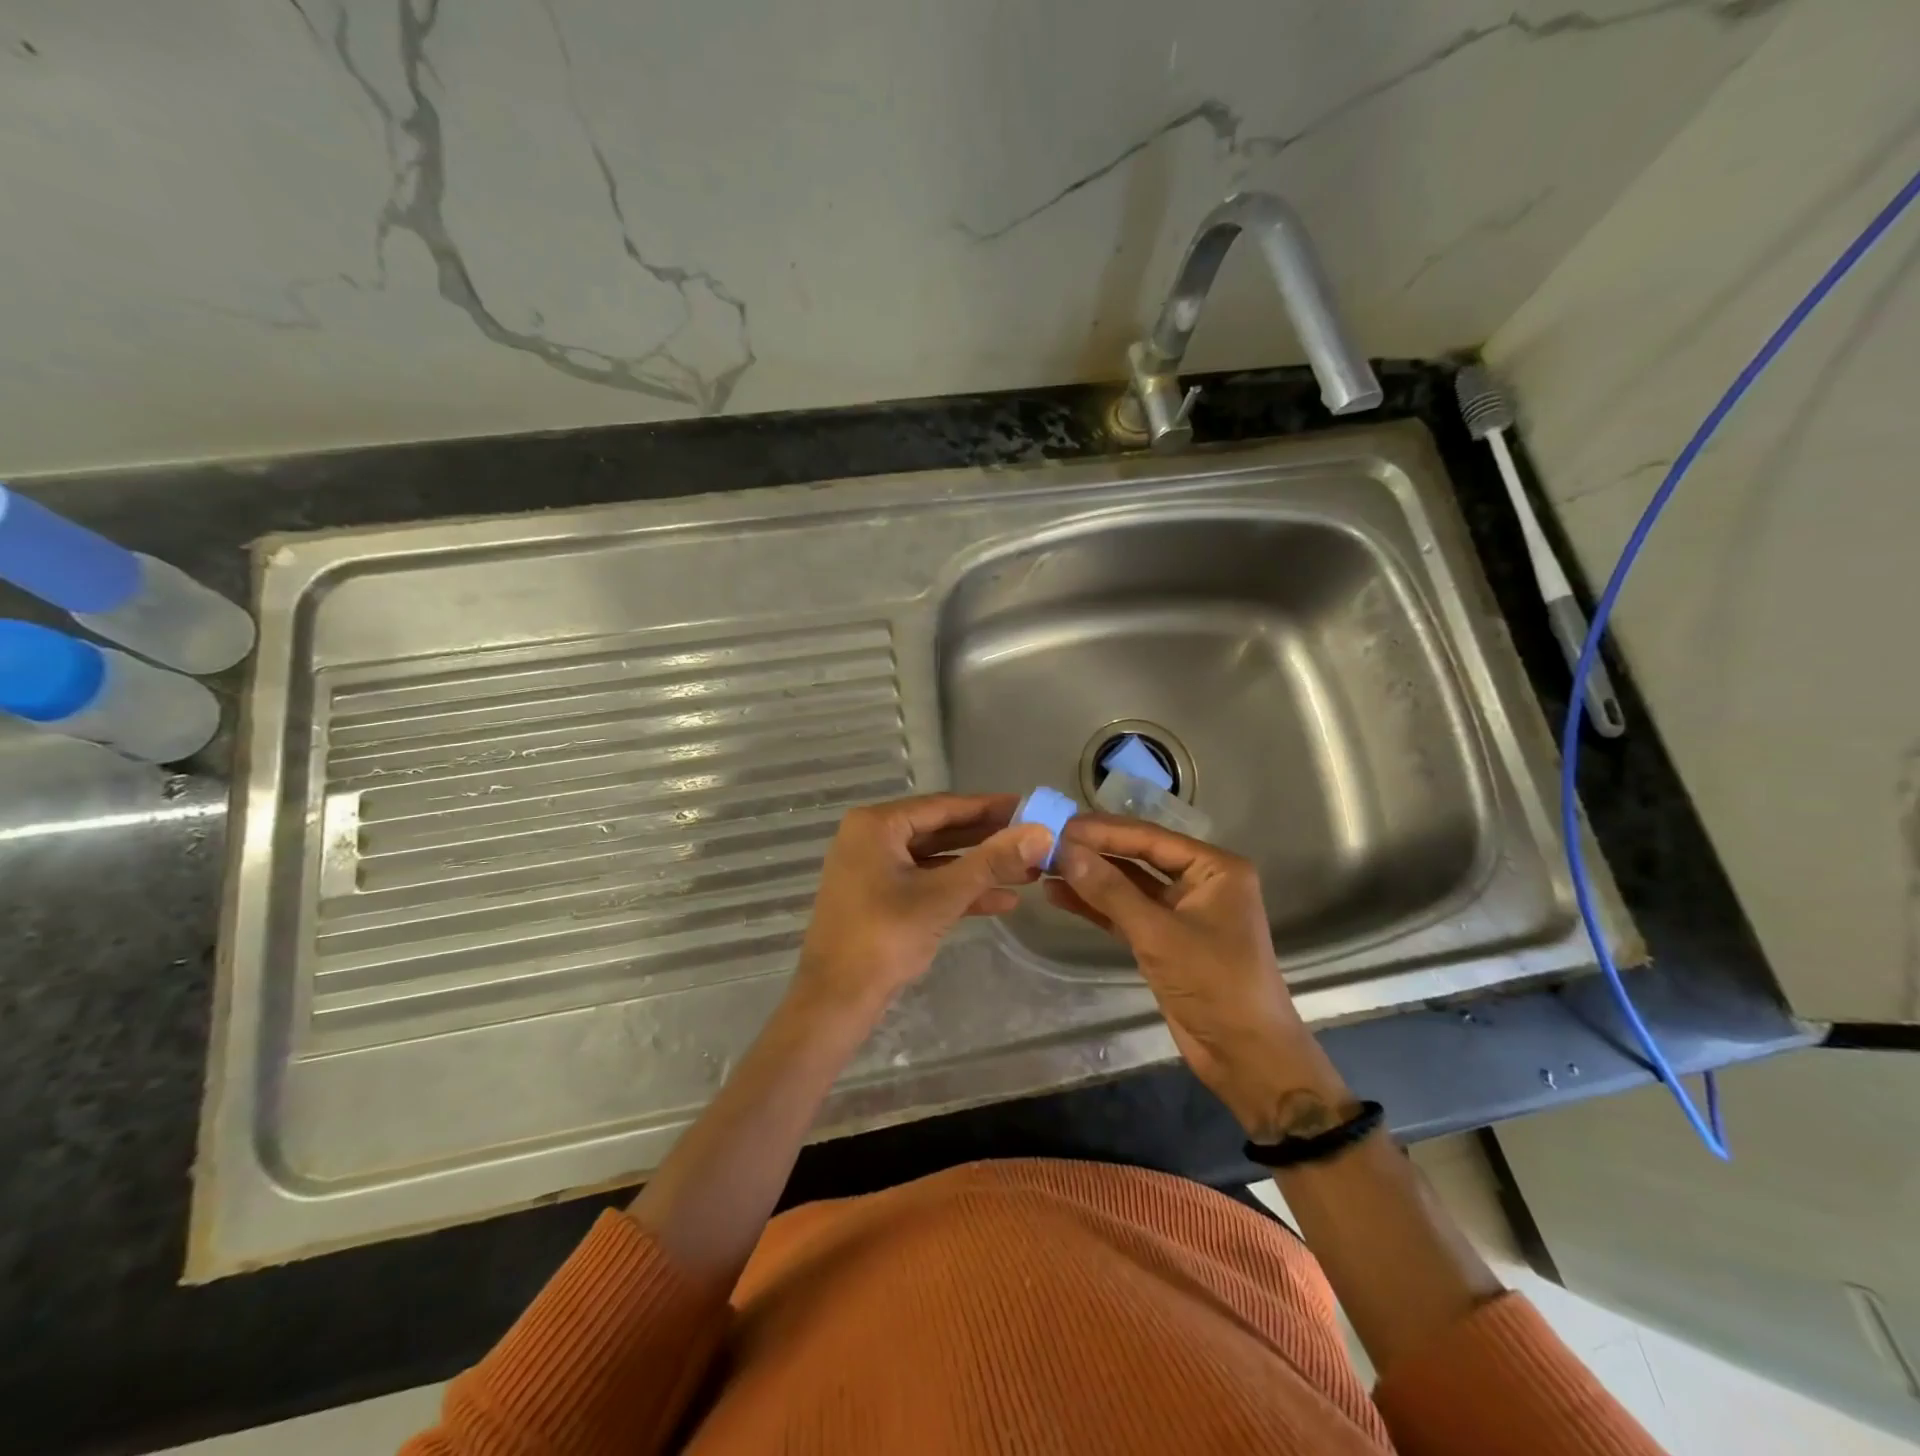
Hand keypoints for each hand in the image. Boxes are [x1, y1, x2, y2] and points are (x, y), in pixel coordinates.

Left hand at [790, 793, 1052, 1027]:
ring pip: (936, 860)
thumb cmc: (884, 937)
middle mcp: (872, 838)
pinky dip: (959, 891)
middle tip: (1034, 839)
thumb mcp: (943, 895)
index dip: (989, 807)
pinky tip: (1002, 901)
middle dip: (988, 840)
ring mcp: (874, 870)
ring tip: (1028, 873)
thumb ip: (992, 861)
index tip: (1029, 806)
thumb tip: (1042, 833)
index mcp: (877, 825)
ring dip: (979, 868)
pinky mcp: (880, 899)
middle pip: (941, 831)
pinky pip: (926, 884)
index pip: (944, 806)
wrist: (835, 1001)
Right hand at [1048, 815, 1350, 1136]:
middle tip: (1046, 843)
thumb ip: (1110, 891)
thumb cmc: (1215, 984)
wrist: (1246, 1057)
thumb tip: (1065, 851)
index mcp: (1215, 868)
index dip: (1103, 831)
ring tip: (1044, 867)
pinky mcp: (1165, 940)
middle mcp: (1200, 882)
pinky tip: (1061, 895)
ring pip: (1128, 885)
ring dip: (1090, 879)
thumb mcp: (1159, 934)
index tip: (1059, 825)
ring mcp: (1182, 912)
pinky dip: (1096, 906)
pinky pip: (1126, 913)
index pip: (1150, 838)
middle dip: (1094, 852)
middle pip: (1138, 857)